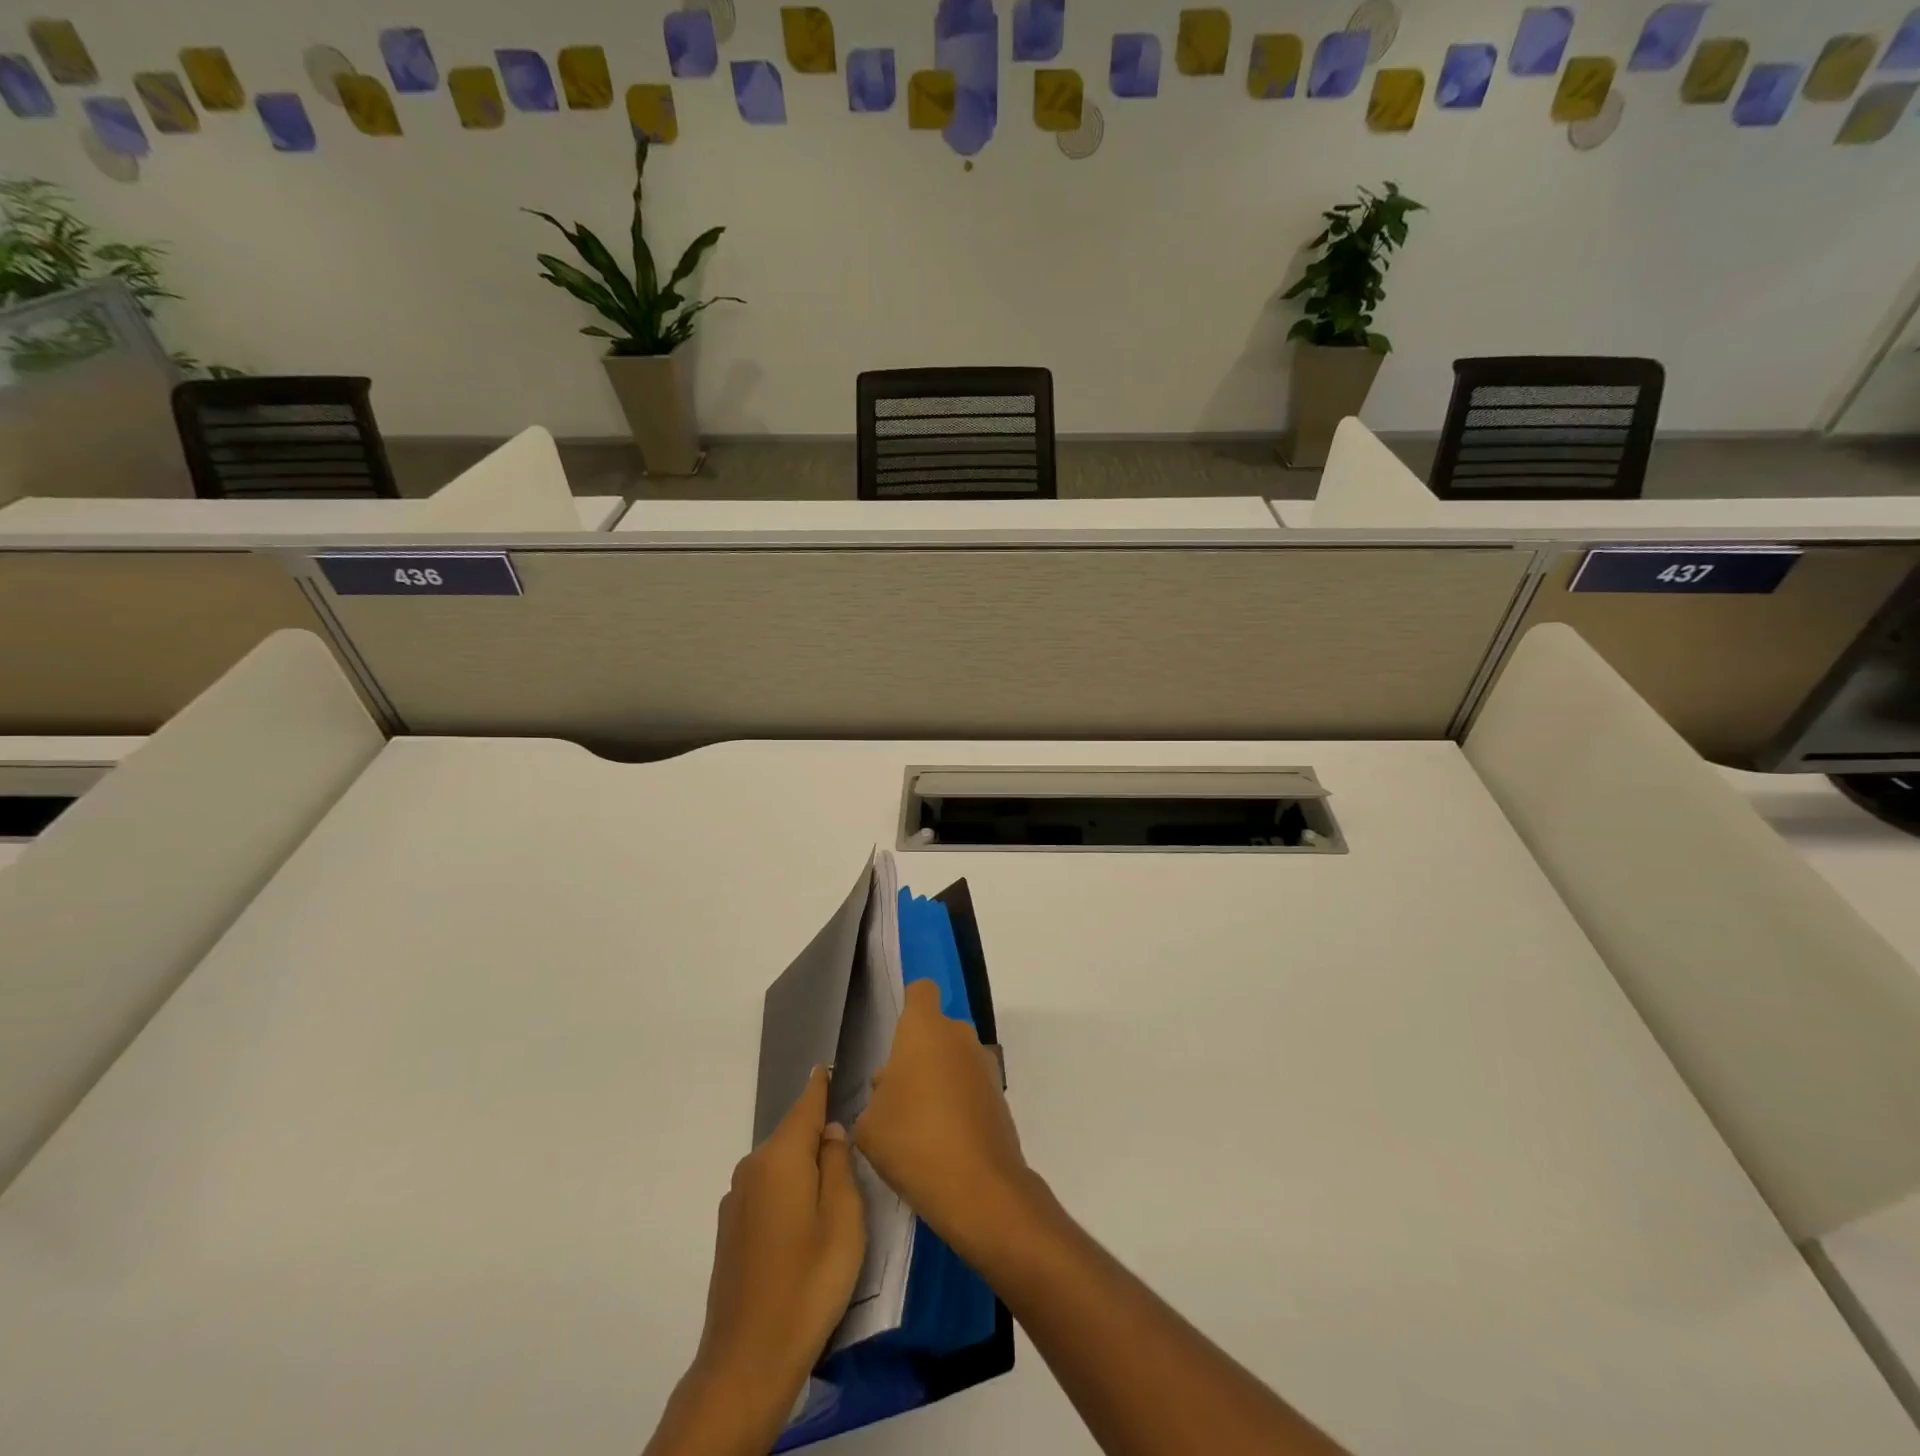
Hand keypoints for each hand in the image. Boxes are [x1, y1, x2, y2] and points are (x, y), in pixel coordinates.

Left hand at [650, 1066, 863, 1455]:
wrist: (748, 1358)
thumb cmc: (809, 1280)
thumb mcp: (844, 1218)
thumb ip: (838, 1165)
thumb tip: (830, 1132)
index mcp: (781, 1157)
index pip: (805, 1106)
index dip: (818, 1085)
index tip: (825, 1064)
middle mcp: (752, 1167)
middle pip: (791, 1136)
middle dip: (816, 1135)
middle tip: (848, 1147)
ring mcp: (736, 1200)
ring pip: (778, 1166)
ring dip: (801, 1168)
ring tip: (830, 1190)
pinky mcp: (729, 1230)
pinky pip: (765, 1191)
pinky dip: (786, 1192)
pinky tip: (801, 1223)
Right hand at [855, 978, 1032, 1261]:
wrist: (978, 1187)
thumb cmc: (912, 1140)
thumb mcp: (869, 1124)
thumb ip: (875, 1097)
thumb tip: (890, 1089)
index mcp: (924, 1028)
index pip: (920, 991)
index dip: (908, 1006)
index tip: (895, 1038)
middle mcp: (959, 1035)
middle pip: (935, 1030)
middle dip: (917, 1054)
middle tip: (896, 1095)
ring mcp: (984, 1064)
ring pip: (953, 1058)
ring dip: (938, 1078)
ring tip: (918, 1125)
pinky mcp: (999, 1095)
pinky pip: (970, 1085)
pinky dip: (958, 1102)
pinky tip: (942, 1140)